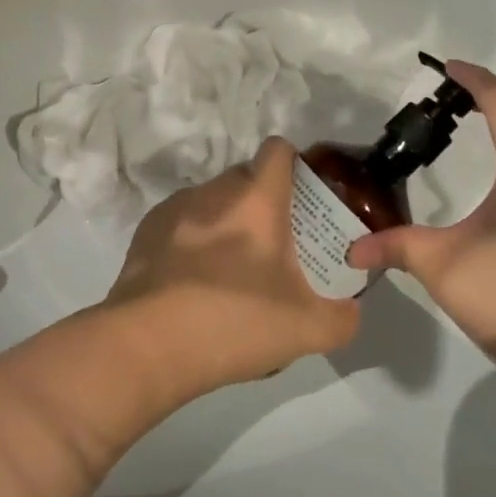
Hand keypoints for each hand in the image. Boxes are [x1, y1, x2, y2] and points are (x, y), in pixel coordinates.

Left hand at [105, 137, 360, 398]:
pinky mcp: (145, 232)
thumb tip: (350, 310)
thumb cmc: (234, 323)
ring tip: (231, 269)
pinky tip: (194, 282)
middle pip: (244, 176)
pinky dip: (192, 240)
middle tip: (276, 243)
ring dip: (225, 220)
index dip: (295, 165)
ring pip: (210, 200)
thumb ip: (343, 317)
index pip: (278, 150)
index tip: (304, 195)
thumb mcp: (308, 330)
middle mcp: (213, 192)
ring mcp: (174, 209)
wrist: (147, 346)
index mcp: (255, 200)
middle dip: (262, 200)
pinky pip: (180, 223)